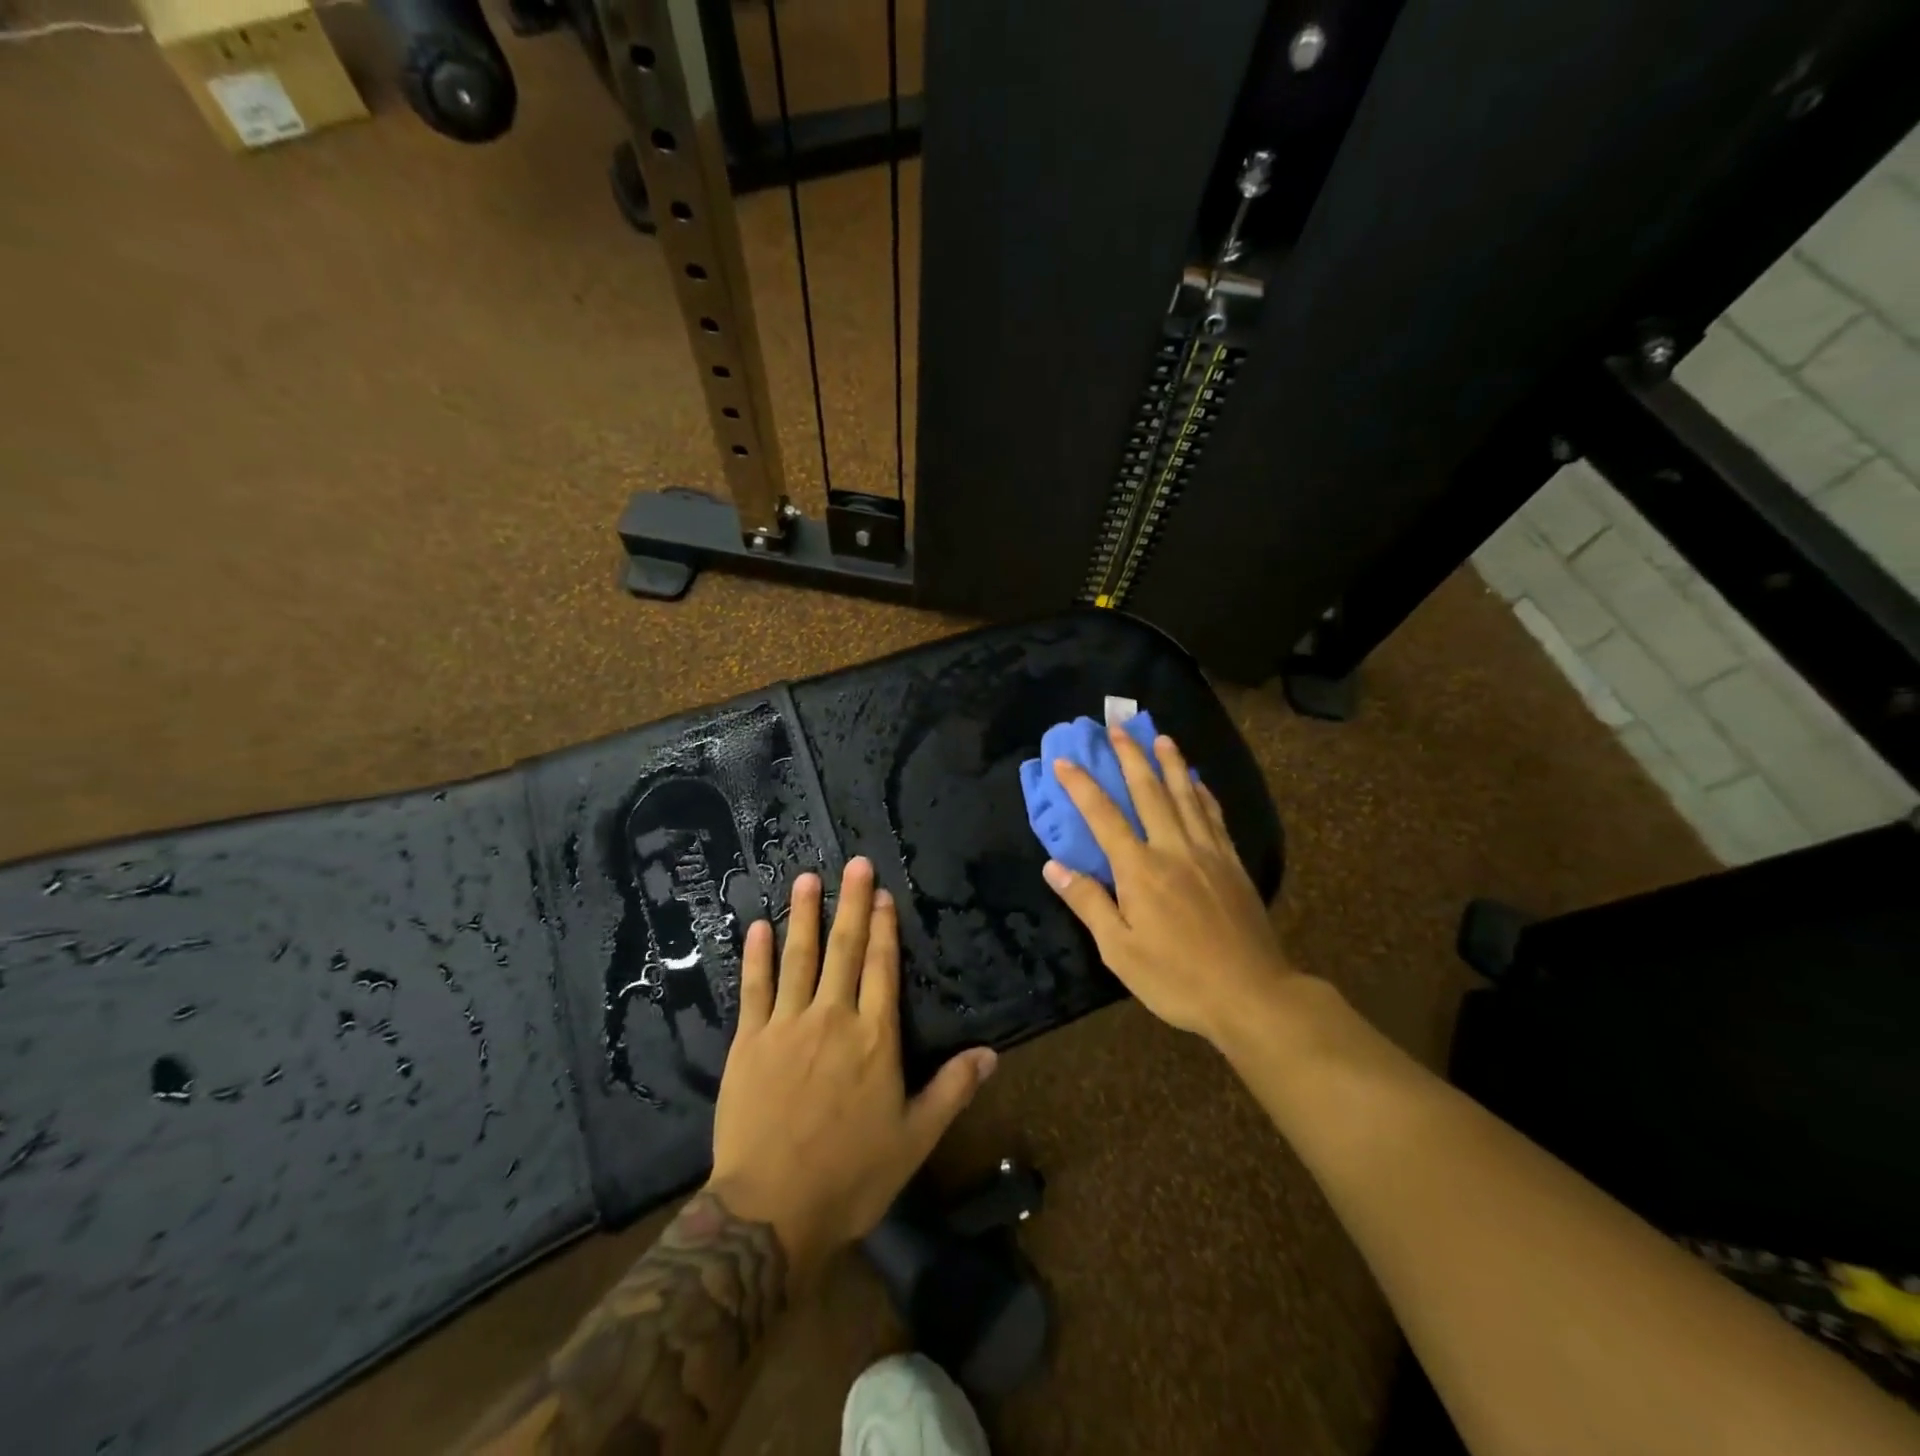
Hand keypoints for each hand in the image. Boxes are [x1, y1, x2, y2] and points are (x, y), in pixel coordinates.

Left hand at [706, 857, 997, 1283]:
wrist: (770, 1212)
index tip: (883, 894)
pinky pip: (754, 989)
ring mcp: (787, 1026)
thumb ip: (952, 1090)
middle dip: (852, 904)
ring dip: (804, 915)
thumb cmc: (851, 1176)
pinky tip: (757, 927)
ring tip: (807, 878)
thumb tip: (992, 1054)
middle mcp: (833, 1019)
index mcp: (875, 1038)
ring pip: (799, 958)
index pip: (882, 968)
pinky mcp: (749, 1042)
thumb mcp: (915, 1138)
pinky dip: (756, 956)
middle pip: (845, 950)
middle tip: (855, 864)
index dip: (884, 928)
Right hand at [1042, 728, 1296, 1047]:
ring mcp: (1208, 853)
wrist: (1252, 995)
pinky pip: (1214, 817)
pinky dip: (1203, 793)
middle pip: (1149, 792)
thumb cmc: (1177, 978)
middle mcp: (1173, 849)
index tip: (1065, 760)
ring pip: (1186, 795)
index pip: (1103, 817)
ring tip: (1160, 736)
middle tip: (1118, 726)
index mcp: (1140, 870)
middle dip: (1130, 756)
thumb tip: (1054, 866)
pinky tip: (1199, 781)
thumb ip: (1089, 903)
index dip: (1082, 786)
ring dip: (1170, 763)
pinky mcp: (1232, 864)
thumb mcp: (1120, 951)